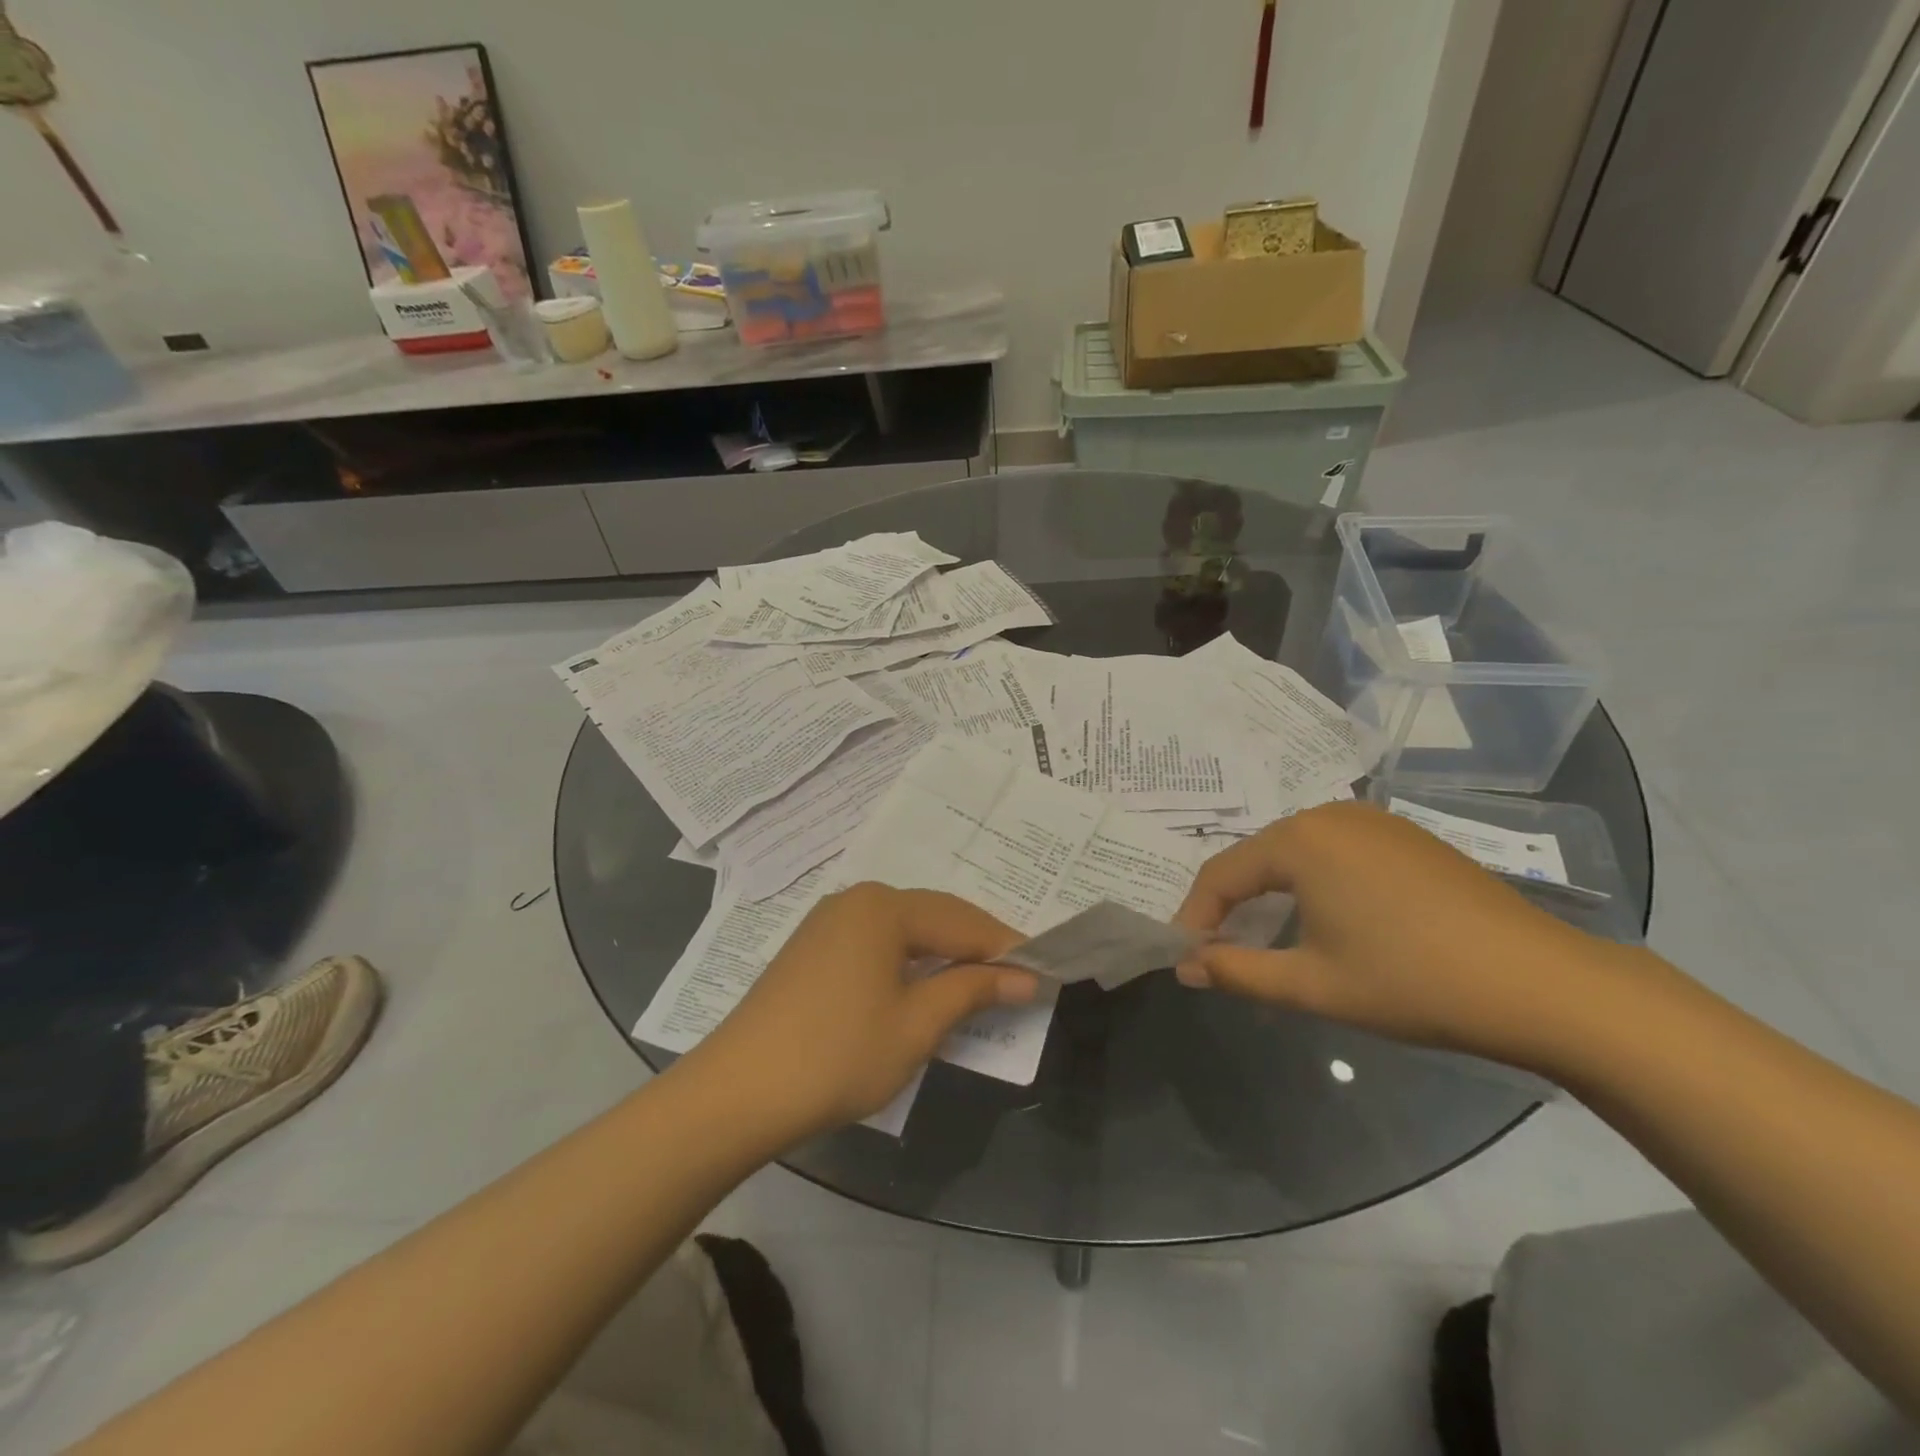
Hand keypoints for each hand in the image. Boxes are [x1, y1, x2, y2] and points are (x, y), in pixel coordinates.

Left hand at [689, 882, 1038, 1140]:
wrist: (738, 1092)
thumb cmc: (839, 1055)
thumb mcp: (917, 1025)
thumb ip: (973, 991)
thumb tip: (1025, 977)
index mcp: (884, 907)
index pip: (963, 921)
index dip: (1005, 947)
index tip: (1042, 971)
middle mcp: (857, 900)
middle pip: (934, 917)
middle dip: (976, 947)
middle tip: (1016, 979)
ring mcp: (829, 922)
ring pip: (904, 930)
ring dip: (942, 955)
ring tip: (977, 985)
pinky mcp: (812, 949)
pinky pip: (877, 943)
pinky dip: (908, 962)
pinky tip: (921, 987)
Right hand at [1174, 802, 1614, 1065]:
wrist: (1542, 983)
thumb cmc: (1411, 982)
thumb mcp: (1312, 985)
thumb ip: (1236, 971)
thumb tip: (1185, 966)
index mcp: (1300, 839)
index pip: (1221, 873)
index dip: (1195, 914)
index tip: (1184, 955)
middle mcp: (1330, 814)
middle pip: (1257, 856)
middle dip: (1230, 902)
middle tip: (1218, 947)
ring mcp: (1374, 821)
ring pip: (1295, 851)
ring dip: (1270, 891)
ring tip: (1263, 935)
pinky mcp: (1406, 837)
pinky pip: (1334, 851)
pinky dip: (1311, 882)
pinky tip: (1324, 917)